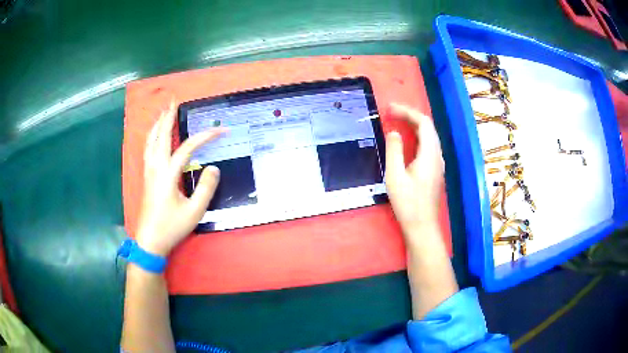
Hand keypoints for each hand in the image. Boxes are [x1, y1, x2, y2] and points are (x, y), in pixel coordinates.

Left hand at [136, 101, 225, 255]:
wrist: (150, 241)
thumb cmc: (171, 227)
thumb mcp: (194, 211)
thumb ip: (206, 188)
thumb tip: (213, 167)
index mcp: (168, 174)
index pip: (188, 148)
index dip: (206, 137)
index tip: (222, 130)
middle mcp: (156, 167)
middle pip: (161, 136)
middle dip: (168, 117)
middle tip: (173, 102)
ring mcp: (148, 171)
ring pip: (150, 141)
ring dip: (157, 125)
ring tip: (163, 113)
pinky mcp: (146, 177)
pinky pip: (147, 149)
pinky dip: (151, 137)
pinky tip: (153, 137)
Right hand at [385, 103, 444, 234]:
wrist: (422, 226)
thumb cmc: (408, 203)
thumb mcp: (395, 176)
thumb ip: (394, 151)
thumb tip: (394, 132)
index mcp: (429, 154)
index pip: (423, 123)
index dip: (407, 112)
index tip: (389, 109)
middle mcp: (437, 155)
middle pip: (428, 127)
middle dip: (410, 116)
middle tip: (391, 113)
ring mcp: (438, 163)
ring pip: (429, 136)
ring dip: (414, 125)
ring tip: (397, 121)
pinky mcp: (435, 170)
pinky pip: (428, 145)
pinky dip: (417, 136)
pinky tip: (407, 140)